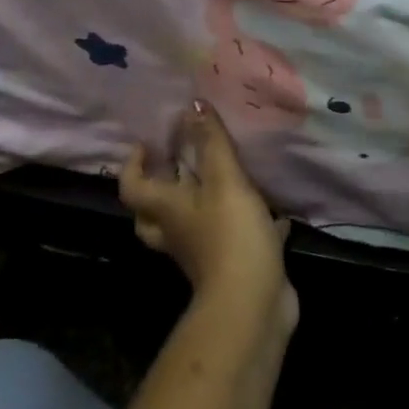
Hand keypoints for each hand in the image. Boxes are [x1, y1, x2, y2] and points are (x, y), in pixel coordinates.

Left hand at [119, 100, 297, 336]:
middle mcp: (178, 231)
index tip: (147, 142)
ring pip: (192, 224)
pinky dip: (249, 223)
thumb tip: (193, 104)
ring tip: (224, 176)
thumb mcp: (224, 180)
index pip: (133, 186)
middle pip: (155, 210)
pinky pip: (234, 239)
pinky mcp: (234, 264)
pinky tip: (275, 211)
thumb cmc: (230, 235)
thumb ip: (211, 142)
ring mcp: (204, 252)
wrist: (252, 304)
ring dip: (202, 202)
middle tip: (179, 159)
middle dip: (163, 185)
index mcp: (167, 209)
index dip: (133, 163)